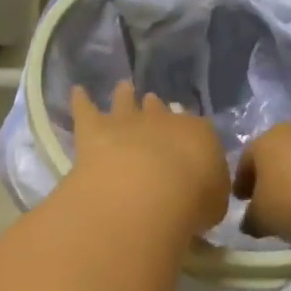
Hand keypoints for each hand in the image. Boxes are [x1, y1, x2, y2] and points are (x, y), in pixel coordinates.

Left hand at [69, 82, 230, 237]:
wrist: (149, 191)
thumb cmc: (191, 202)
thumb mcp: (214, 204)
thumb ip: (208, 192)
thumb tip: (203, 191)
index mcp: (198, 135)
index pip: (197, 130)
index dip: (191, 135)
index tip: (188, 140)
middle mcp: (162, 121)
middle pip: (158, 109)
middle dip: (156, 108)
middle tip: (154, 103)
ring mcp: (126, 122)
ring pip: (124, 101)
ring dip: (123, 95)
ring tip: (123, 87)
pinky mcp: (93, 129)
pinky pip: (85, 109)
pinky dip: (80, 100)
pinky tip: (76, 91)